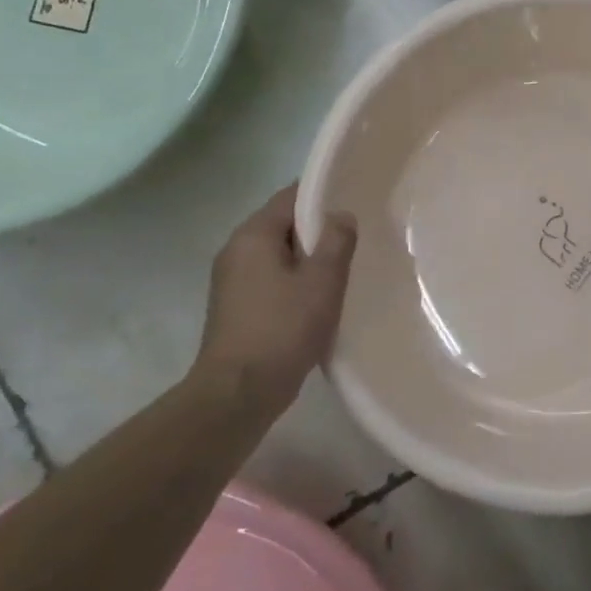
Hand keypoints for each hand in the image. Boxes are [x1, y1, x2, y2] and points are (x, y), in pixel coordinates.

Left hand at [193, 184, 357, 414]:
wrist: (237, 394)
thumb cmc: (282, 329)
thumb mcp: (322, 281)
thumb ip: (336, 241)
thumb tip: (341, 216)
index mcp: (252, 236)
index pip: (291, 197)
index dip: (324, 195)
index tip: (356, 201)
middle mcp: (236, 251)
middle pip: (284, 225)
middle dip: (319, 229)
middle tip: (357, 236)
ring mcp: (232, 281)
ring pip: (279, 254)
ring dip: (309, 258)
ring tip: (344, 268)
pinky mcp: (236, 308)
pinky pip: (272, 279)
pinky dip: (296, 281)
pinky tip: (320, 298)